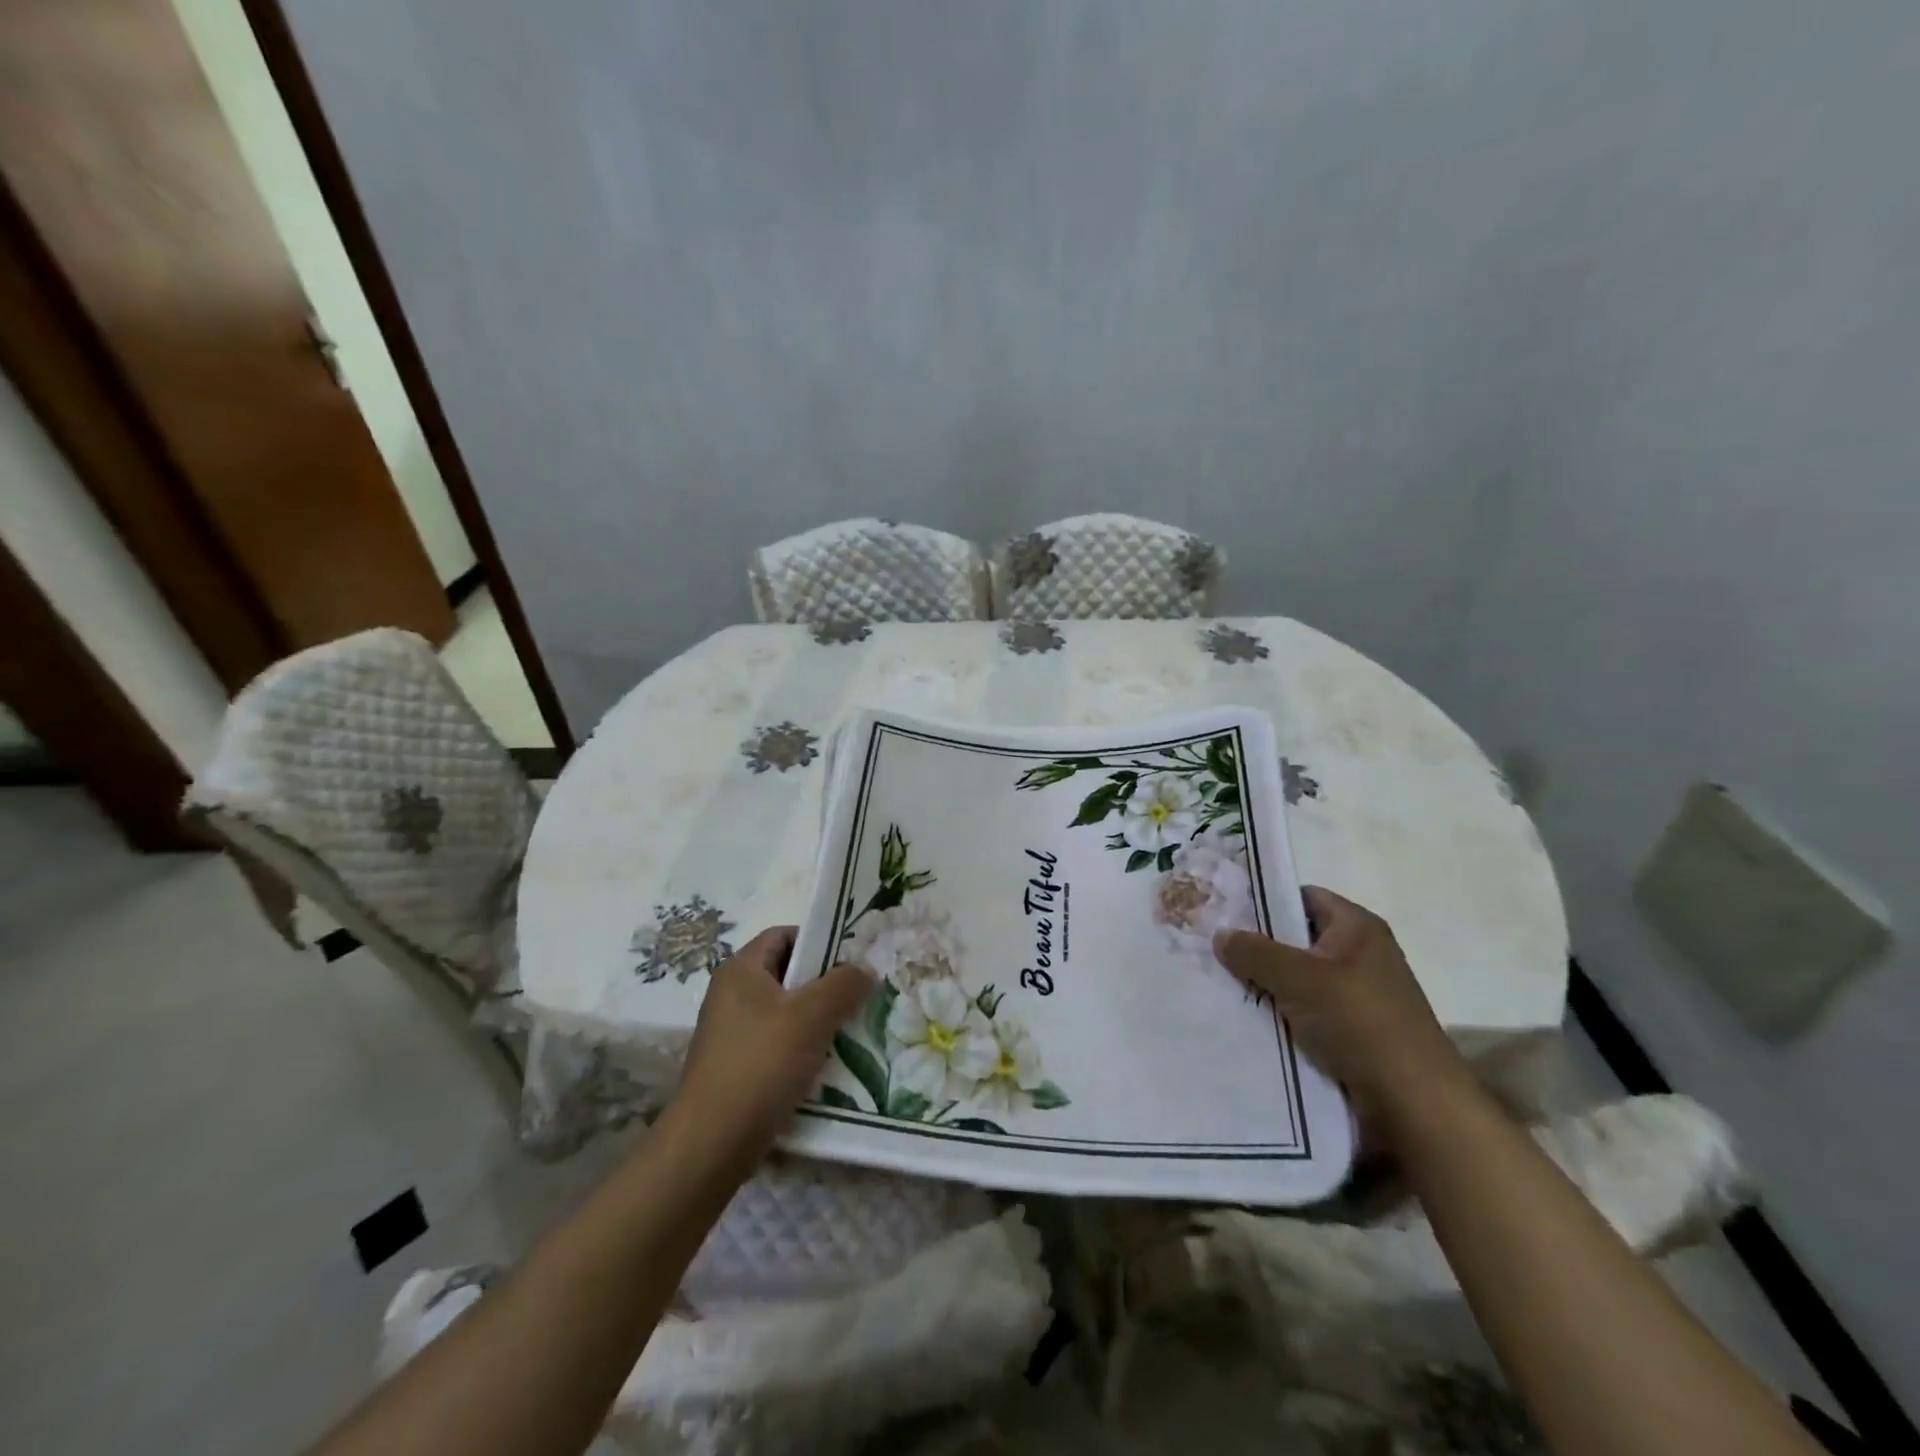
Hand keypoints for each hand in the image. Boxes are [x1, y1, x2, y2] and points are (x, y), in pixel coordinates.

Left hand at [672, 927, 872, 1160]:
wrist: (712, 1143)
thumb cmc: (762, 1063)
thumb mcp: (812, 1015)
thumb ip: (843, 984)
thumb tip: (864, 969)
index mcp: (740, 969)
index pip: (783, 935)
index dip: (818, 940)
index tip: (852, 959)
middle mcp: (730, 995)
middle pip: (786, 974)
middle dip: (824, 984)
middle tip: (859, 996)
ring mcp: (730, 1033)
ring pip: (784, 1013)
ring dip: (816, 1020)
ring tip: (850, 1032)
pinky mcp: (734, 1067)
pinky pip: (776, 1044)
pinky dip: (801, 1049)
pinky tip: (826, 1066)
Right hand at [1213, 887, 1473, 1137]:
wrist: (1414, 1103)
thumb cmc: (1360, 1023)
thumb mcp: (1300, 978)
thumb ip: (1256, 952)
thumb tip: (1220, 934)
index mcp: (1357, 928)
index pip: (1303, 897)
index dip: (1265, 901)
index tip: (1225, 912)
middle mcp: (1360, 955)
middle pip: (1297, 940)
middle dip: (1258, 947)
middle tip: (1213, 950)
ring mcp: (1357, 996)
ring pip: (1297, 980)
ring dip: (1266, 985)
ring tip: (1220, 986)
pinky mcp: (1352, 1032)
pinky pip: (1305, 1012)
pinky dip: (1280, 1016)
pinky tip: (1246, 1021)